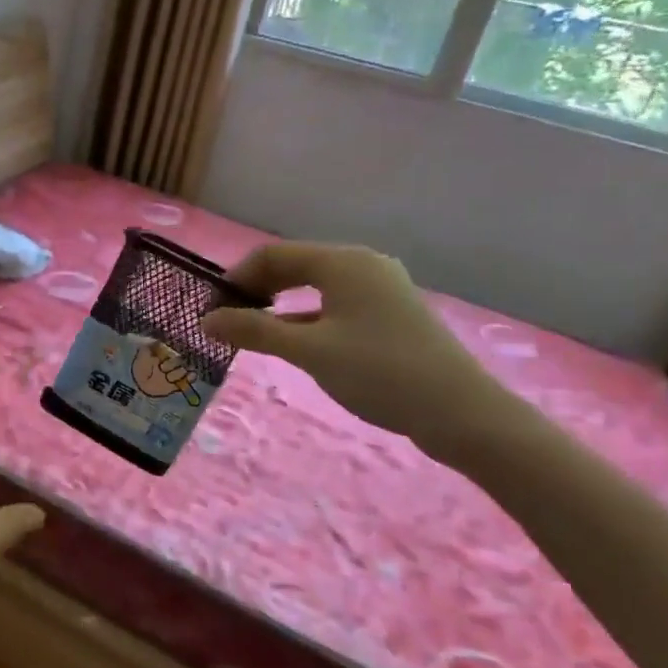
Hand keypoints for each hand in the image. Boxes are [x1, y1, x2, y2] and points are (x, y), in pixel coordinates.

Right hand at [200, 242, 515, 459]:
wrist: (461, 412)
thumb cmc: (379, 372)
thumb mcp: (309, 351)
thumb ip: (254, 331)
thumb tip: (206, 320)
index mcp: (343, 262)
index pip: (274, 254)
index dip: (237, 276)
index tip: (212, 307)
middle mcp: (362, 265)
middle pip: (296, 265)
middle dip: (257, 288)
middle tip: (227, 318)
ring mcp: (380, 289)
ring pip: (316, 286)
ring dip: (280, 304)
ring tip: (252, 330)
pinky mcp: (390, 314)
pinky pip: (335, 304)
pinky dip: (306, 317)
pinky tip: (290, 341)